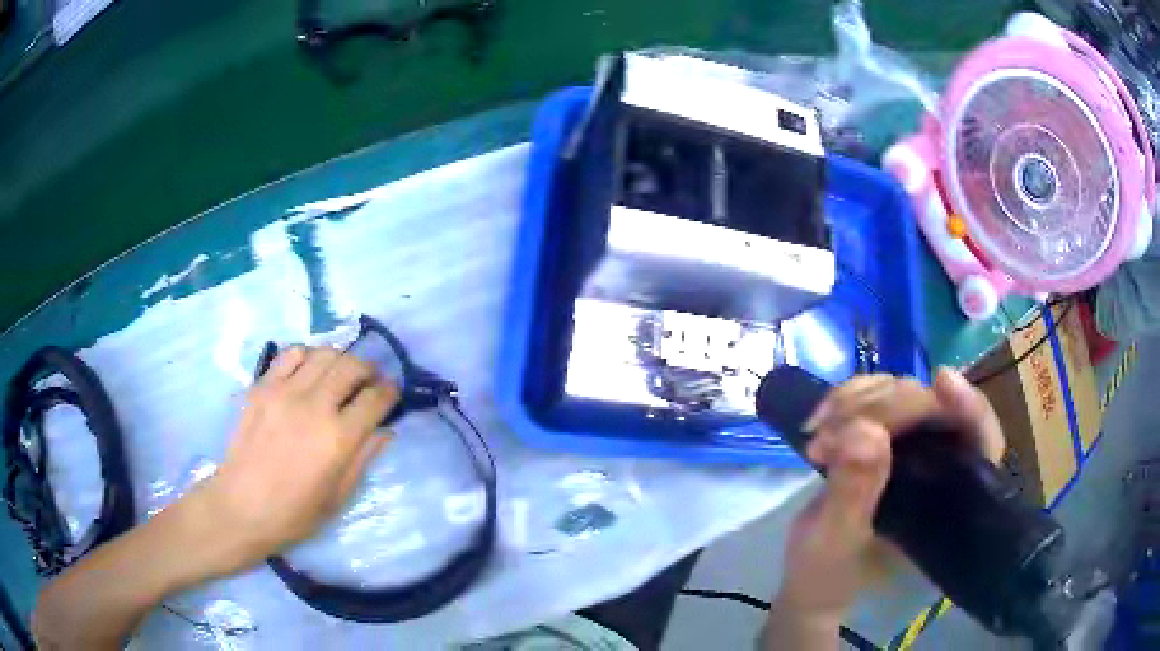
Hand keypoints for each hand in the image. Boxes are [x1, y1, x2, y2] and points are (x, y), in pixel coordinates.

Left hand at [198, 346, 398, 572]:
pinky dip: (308, 355)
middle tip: (370, 381)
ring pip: (324, 354)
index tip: (392, 393)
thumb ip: (363, 459)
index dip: (390, 392)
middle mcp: (314, 406)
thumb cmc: (295, 513)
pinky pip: (291, 354)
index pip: (375, 399)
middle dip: (369, 369)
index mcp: (338, 439)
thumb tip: (385, 431)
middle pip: (351, 366)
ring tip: (342, 373)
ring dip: (341, 359)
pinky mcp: (262, 386)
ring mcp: (285, 392)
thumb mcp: (339, 497)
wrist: (242, 507)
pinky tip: (309, 371)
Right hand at [769, 368, 1003, 639]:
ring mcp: (916, 451)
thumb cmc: (827, 580)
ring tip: (818, 432)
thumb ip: (853, 497)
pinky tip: (820, 419)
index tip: (941, 382)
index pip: (981, 444)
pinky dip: (848, 401)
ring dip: (859, 400)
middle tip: (830, 429)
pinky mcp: (890, 440)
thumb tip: (866, 431)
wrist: (811, 582)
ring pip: (905, 394)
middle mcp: (943, 469)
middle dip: (884, 406)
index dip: (969, 408)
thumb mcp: (834, 548)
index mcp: (950, 507)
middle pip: (936, 408)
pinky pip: (878, 400)